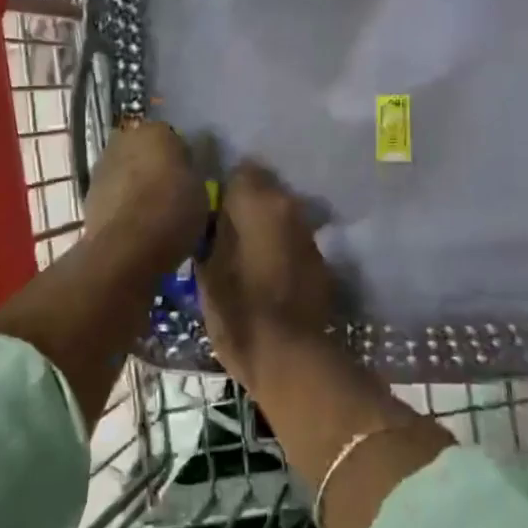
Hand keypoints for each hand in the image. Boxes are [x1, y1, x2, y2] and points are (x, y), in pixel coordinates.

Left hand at [82, 122, 206, 279]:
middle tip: (170, 191)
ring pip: (126, 169)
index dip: (182, 158)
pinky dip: (121, 201)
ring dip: (135, 182)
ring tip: (150, 211)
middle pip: (144, 149)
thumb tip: (184, 172)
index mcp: (157, 131)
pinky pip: (113, 191)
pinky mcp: (88, 191)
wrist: (126, 248)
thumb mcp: (201, 192)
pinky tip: (133, 223)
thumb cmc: (172, 212)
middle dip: (154, 165)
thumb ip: (190, 173)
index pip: (173, 137)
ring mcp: (103, 164)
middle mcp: (125, 139)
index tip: (188, 179)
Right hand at [196, 161, 335, 387]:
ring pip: (281, 217)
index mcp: (257, 201)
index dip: (224, 190)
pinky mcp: (321, 261)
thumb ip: (211, 232)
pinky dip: (282, 251)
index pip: (240, 171)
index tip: (210, 211)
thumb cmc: (237, 309)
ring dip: (266, 228)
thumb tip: (213, 217)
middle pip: (264, 192)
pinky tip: (269, 275)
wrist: (288, 355)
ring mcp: (309, 234)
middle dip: (246, 207)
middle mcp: (289, 207)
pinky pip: (295, 243)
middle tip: (223, 233)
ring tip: (245, 255)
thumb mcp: (206, 270)